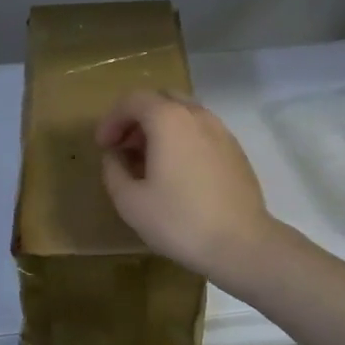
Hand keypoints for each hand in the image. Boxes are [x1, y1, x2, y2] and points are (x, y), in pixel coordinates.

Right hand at [96, 90, 274, 282]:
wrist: (242, 244)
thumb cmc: (180, 221)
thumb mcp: (130, 202)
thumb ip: (114, 171)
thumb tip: (115, 156)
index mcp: (168, 120)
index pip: (133, 100)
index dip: (111, 119)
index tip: (103, 146)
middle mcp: (197, 115)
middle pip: (160, 100)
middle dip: (137, 118)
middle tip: (124, 148)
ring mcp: (221, 131)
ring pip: (184, 114)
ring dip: (161, 129)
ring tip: (149, 162)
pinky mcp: (235, 150)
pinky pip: (201, 131)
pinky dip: (182, 139)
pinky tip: (177, 172)